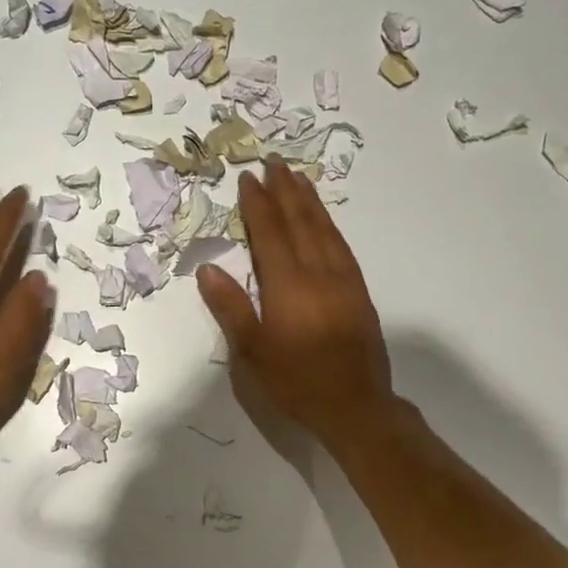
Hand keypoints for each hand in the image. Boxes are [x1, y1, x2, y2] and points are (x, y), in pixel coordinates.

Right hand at [197, 158, 392, 444]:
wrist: (355, 405)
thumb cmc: (296, 381)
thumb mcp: (252, 351)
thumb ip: (230, 307)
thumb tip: (208, 268)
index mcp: (288, 285)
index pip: (270, 232)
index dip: (258, 203)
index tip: (248, 178)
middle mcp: (318, 273)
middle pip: (300, 222)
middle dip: (285, 190)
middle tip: (275, 162)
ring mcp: (343, 280)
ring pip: (325, 229)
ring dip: (310, 201)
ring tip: (298, 177)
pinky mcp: (359, 292)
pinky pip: (341, 246)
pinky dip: (329, 225)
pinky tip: (324, 220)